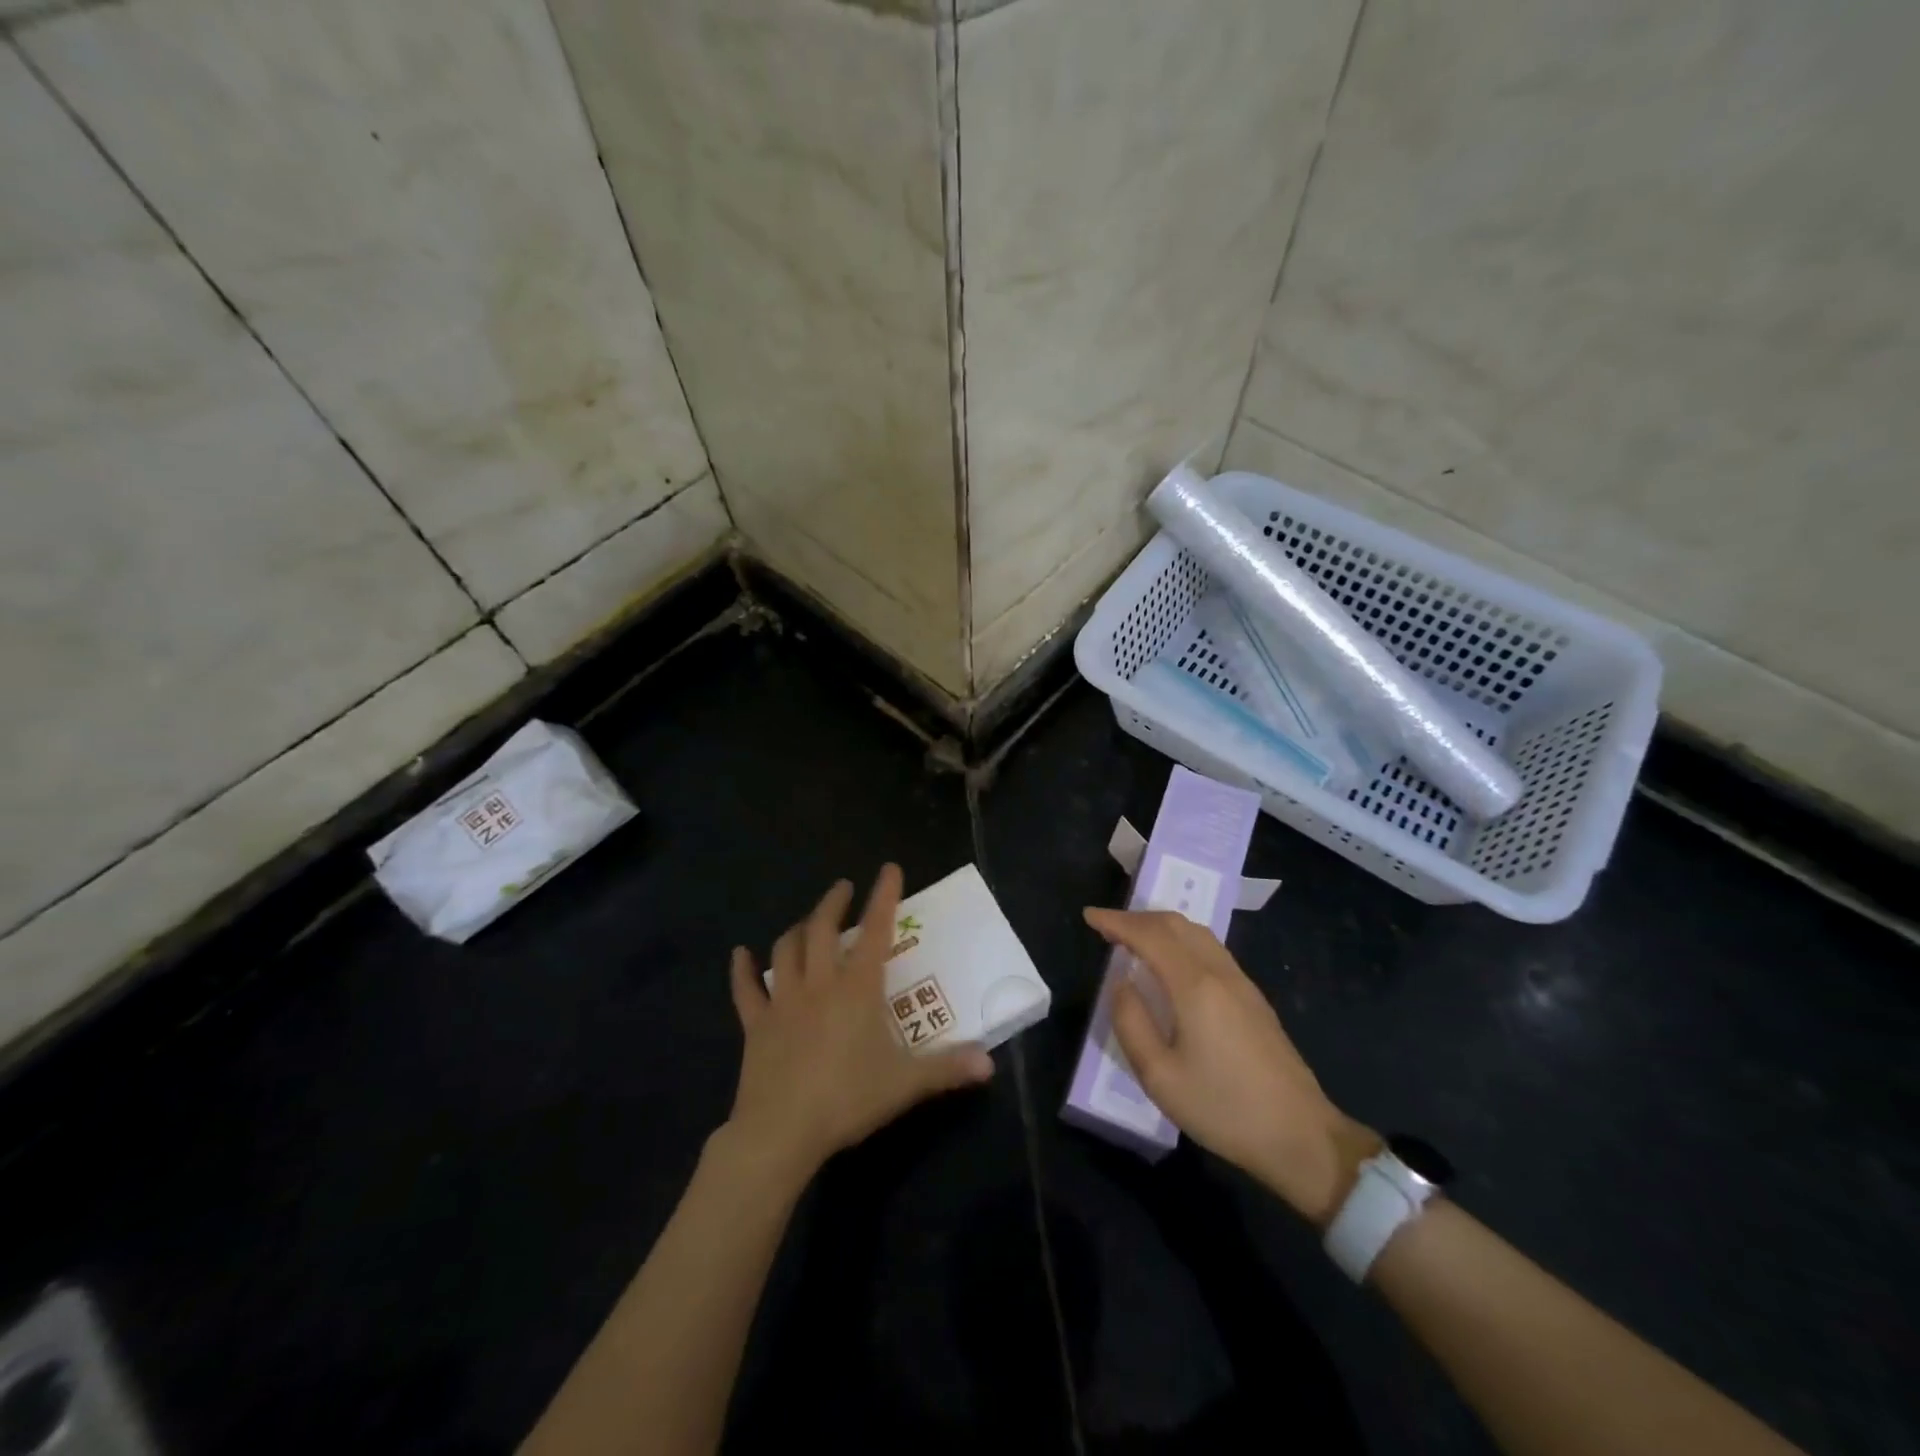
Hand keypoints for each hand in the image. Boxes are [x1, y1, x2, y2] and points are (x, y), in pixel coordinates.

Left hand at [726, 865, 993, 1179]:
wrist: (781, 1132)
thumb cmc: (848, 1099)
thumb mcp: (906, 1084)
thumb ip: (948, 1068)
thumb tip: (990, 1064)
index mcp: (857, 989)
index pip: (875, 931)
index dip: (884, 897)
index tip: (888, 869)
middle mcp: (819, 983)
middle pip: (822, 929)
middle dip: (834, 903)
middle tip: (843, 888)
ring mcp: (783, 1001)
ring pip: (786, 950)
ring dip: (798, 928)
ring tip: (809, 921)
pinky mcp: (756, 1024)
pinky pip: (745, 989)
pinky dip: (742, 969)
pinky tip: (739, 954)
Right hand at [1085, 907, 1379, 1225]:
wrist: (1301, 1136)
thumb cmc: (1224, 1109)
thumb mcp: (1160, 1076)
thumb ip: (1131, 1022)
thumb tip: (1121, 984)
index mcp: (1194, 985)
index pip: (1149, 935)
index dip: (1116, 921)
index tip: (1089, 916)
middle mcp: (1219, 972)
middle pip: (1175, 924)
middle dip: (1137, 918)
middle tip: (1107, 928)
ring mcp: (1242, 982)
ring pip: (1196, 933)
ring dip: (1161, 927)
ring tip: (1135, 940)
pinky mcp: (1254, 998)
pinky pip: (1210, 949)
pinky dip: (1181, 941)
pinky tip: (1172, 963)